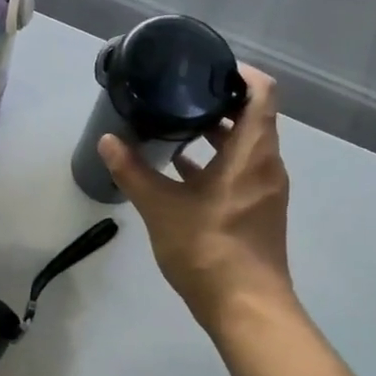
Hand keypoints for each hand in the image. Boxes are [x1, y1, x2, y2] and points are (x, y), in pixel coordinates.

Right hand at [99, 64, 296, 328]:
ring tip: (175, 124)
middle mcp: (267, 165)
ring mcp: (266, 190)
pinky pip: (242, 170)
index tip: (207, 67)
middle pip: (253, 117)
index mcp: (252, 153)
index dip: (240, 73)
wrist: (246, 308)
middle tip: (179, 92)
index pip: (262, 93)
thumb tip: (108, 140)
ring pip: (246, 146)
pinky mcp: (259, 210)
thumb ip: (132, 171)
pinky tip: (181, 168)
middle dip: (219, 102)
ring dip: (216, 133)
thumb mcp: (160, 207)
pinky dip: (217, 161)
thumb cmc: (208, 249)